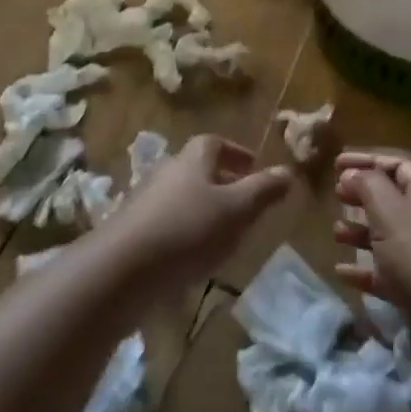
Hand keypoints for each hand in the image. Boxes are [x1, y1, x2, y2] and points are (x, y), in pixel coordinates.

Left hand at [105, 134, 294, 288]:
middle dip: (222, 180)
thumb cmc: (187, 230)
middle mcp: (167, 171)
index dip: (235, 152)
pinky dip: (184, 229)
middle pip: (197, 168)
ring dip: (203, 207)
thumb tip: (289, 171)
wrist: (121, 269)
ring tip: (224, 231)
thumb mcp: (236, 211)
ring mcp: (145, 200)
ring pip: (181, 195)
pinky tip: (193, 255)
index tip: (253, 167)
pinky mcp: (132, 229)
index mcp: (192, 160)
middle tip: (243, 201)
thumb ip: (263, 191)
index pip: (214, 142)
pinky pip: (166, 220)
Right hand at [333, 151, 410, 325]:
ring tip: (335, 233)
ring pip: (390, 238)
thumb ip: (369, 187)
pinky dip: (365, 270)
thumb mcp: (391, 214)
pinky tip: (342, 273)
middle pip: (395, 200)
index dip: (369, 160)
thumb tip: (353, 173)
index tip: (337, 164)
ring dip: (361, 232)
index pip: (401, 166)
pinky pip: (388, 274)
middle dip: (364, 195)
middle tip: (337, 196)